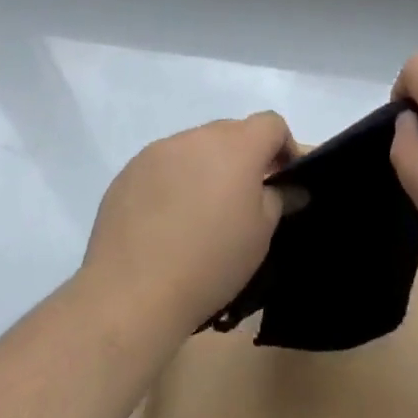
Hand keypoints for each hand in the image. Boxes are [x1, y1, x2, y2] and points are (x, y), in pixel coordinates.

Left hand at [83, 112, 294, 335]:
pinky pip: (163, 165)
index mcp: (237, 146)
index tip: (282, 178)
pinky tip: (166, 221)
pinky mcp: (128, 172)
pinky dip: (173, 181)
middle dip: (244, 157)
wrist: (132, 294)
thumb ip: (279, 199)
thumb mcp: (261, 234)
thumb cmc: (211, 261)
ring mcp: (158, 151)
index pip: (271, 123)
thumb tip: (289, 188)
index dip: (283, 146)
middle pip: (232, 132)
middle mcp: (197, 137)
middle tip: (242, 199)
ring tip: (200, 212)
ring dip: (206, 167)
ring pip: (195, 147)